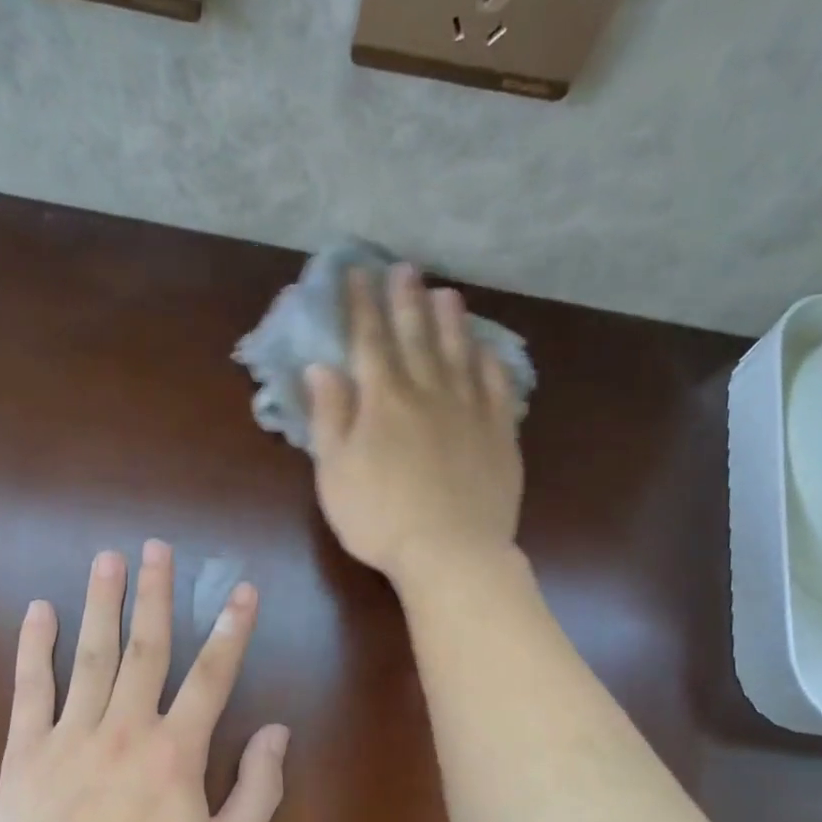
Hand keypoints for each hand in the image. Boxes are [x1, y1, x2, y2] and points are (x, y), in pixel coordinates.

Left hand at [0, 541, 289, 821]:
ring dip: (101, 602)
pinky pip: (31, 688)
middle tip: (157, 546)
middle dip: (156, 593)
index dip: (232, 629)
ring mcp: (71, 734)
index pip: (212, 674)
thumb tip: (277, 732)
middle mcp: (126, 727)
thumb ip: (258, 790)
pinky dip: (35, 647)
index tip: (241, 589)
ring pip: (91, 654)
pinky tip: (38, 610)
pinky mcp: (25, 751)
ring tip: (108, 558)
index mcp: (177, 751)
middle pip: (146, 646)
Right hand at [305, 264, 523, 586]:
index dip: (362, 304)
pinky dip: (491, 363)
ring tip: (446, 293)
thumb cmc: (379, 518)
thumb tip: (322, 367)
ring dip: (451, 321)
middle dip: (406, 300)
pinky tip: (487, 351)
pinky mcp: (500, 433)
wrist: (450, 552)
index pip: (370, 340)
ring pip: (459, 353)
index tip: (357, 273)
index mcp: (383, 400)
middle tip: (404, 269)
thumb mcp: (335, 472)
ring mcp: (470, 410)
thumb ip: (329, 416)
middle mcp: (428, 392)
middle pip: (416, 336)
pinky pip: (498, 386)